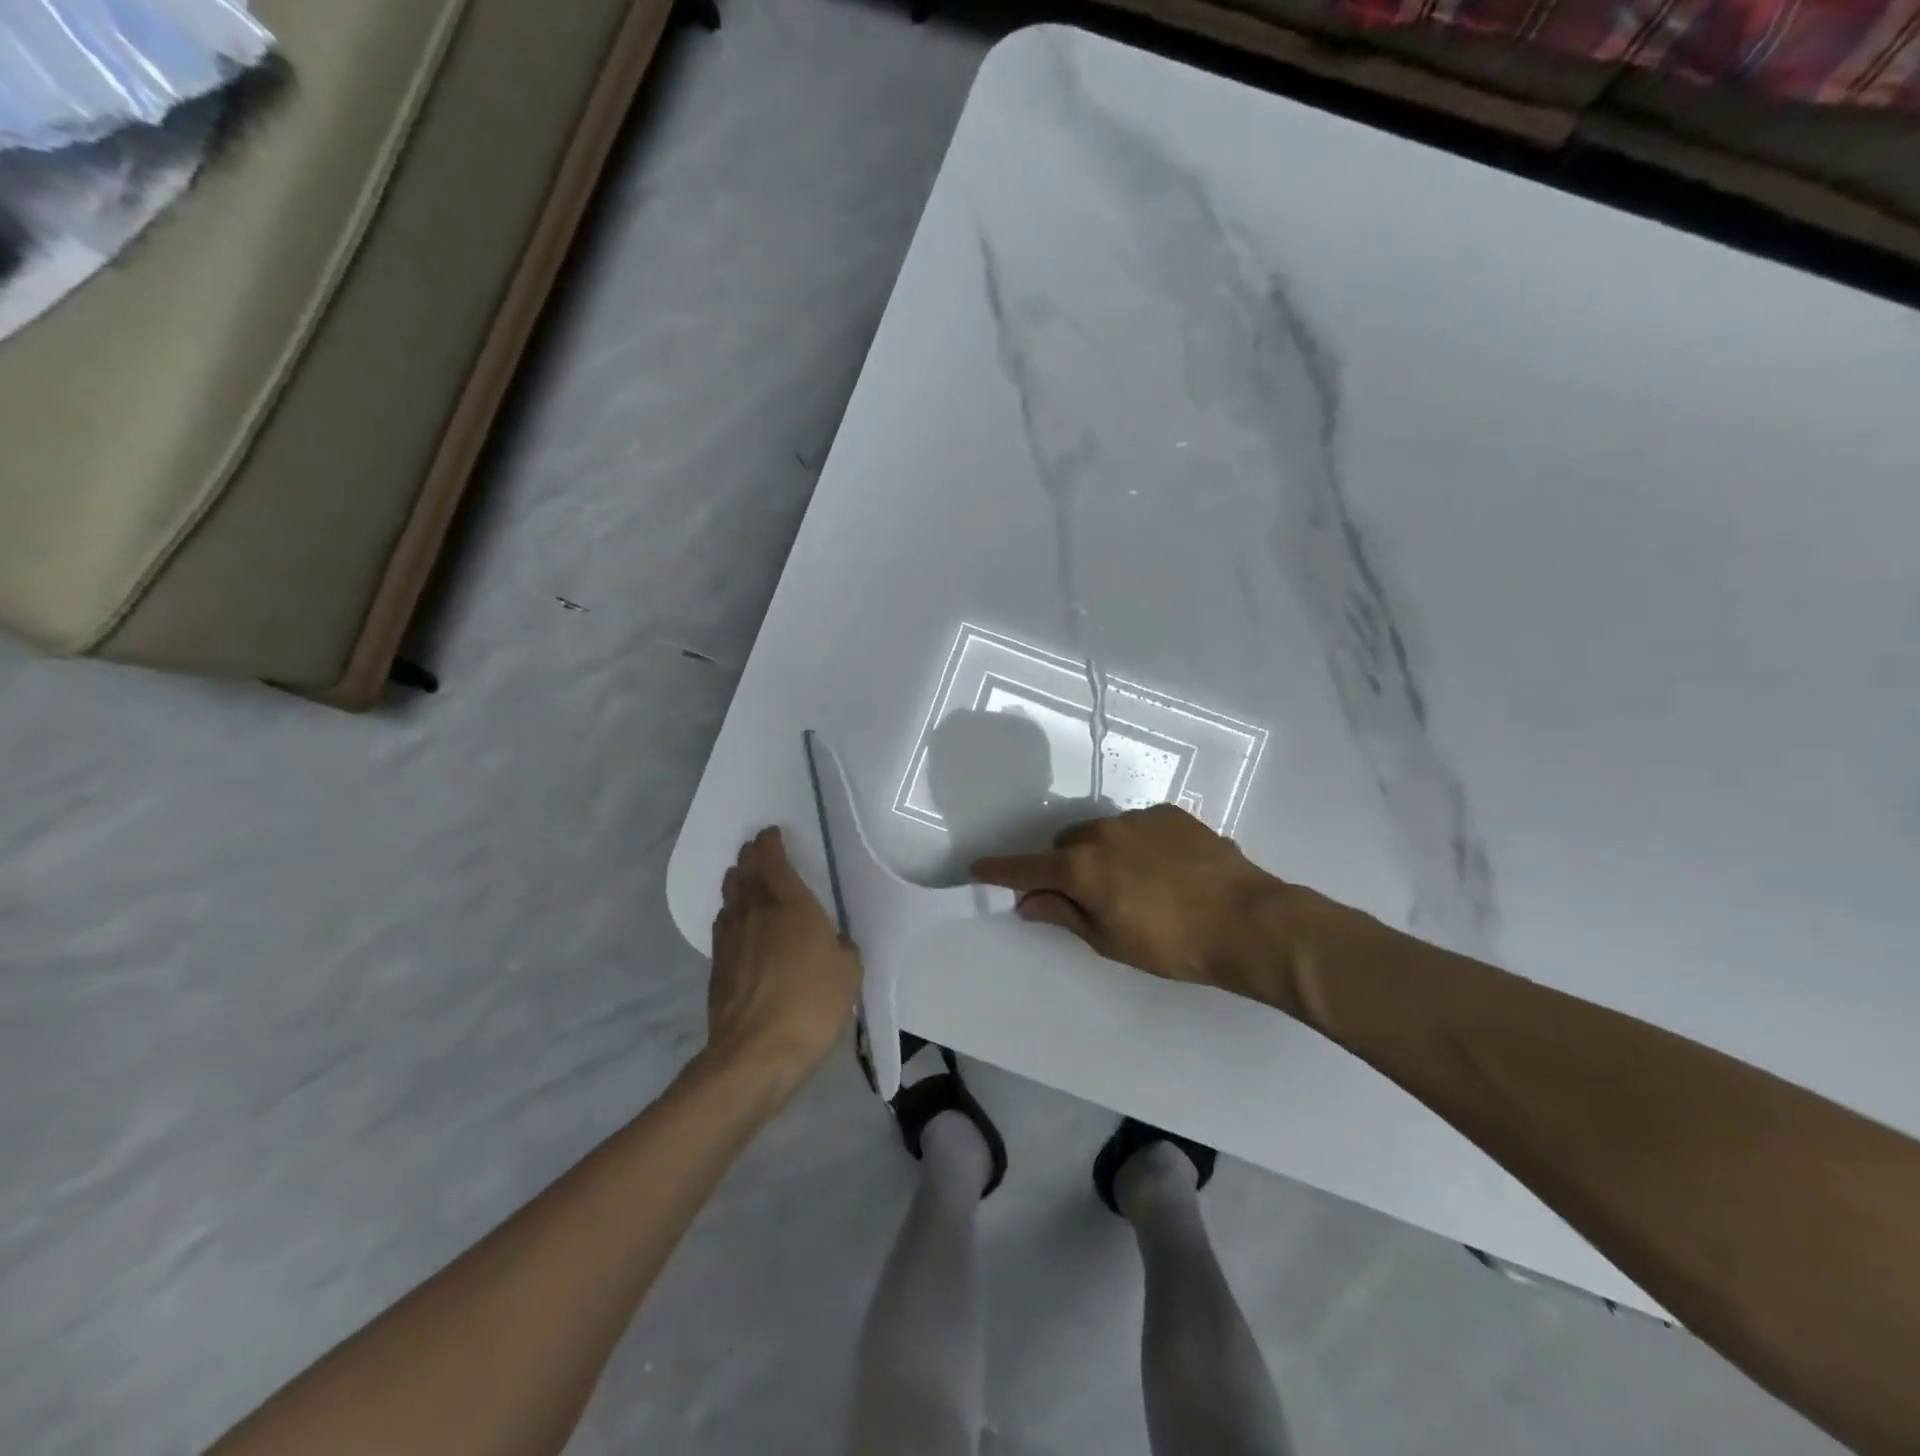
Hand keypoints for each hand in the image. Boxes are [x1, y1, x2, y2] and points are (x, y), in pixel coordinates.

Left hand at [708, 828, 860, 1090]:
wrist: (756, 1054)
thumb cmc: (812, 1005)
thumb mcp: (848, 973)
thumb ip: (843, 948)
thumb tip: (835, 943)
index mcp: (791, 905)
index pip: (773, 860)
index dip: (770, 843)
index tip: (771, 834)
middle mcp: (756, 912)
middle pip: (745, 873)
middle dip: (751, 857)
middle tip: (756, 850)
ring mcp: (731, 938)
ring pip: (730, 897)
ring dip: (737, 882)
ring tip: (743, 878)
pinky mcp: (717, 965)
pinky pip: (723, 925)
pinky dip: (730, 914)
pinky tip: (735, 922)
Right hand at [971, 804, 1325, 1001]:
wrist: (1248, 921)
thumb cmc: (1172, 944)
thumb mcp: (1110, 941)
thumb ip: (1064, 915)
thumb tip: (1027, 901)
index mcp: (1082, 867)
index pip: (1027, 867)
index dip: (1000, 870)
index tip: (978, 868)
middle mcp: (1103, 832)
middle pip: (1066, 845)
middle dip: (1065, 867)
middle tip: (1086, 897)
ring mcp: (1139, 818)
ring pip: (1103, 833)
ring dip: (1103, 854)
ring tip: (1135, 885)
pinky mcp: (1171, 814)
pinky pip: (1138, 826)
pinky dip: (1137, 845)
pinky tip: (1165, 870)